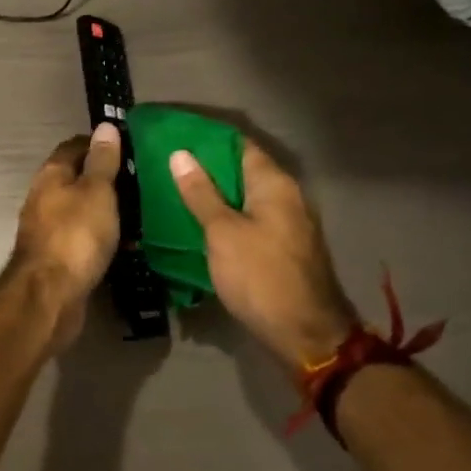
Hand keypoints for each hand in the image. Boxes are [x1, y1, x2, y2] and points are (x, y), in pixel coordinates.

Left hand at [8, 124, 122, 348]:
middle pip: (77, 178)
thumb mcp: (97, 191)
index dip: (100, 143)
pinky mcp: (58, 257)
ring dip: (106, 208)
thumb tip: (105, 126)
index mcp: (51, 175)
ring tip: (142, 209)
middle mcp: (44, 197)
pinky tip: (128, 242)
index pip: (75, 146)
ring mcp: (48, 229)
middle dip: (106, 177)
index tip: (131, 146)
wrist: (50, 296)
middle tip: (142, 179)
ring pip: (82, 209)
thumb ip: (102, 161)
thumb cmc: (76, 235)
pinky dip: (103, 235)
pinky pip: (84, 237)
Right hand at [170, 141, 355, 367]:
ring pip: (244, 197)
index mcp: (274, 184)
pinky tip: (199, 223)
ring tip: (174, 191)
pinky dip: (226, 216)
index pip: (239, 145)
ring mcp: (287, 223)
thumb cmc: (260, 276)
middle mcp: (286, 196)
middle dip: (206, 167)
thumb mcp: (223, 232)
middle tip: (165, 165)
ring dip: (214, 194)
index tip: (174, 136)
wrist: (305, 334)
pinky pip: (249, 219)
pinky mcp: (282, 247)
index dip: (207, 139)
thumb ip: (201, 193)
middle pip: (242, 170)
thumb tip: (180, 154)